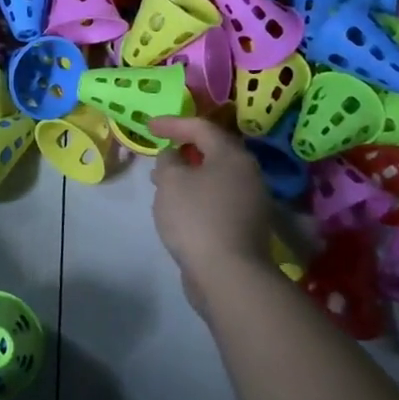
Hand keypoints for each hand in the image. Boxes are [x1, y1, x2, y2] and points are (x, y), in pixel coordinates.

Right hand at [147, 117, 275, 307]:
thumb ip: (168, 161)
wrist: (229, 275)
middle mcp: (248, 174)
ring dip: (189, 175)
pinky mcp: (246, 227)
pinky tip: (179, 208)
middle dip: (183, 149)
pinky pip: (218, 199)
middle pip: (213, 151)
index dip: (172, 124)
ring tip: (163, 182)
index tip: (147, 126)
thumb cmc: (197, 217)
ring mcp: (251, 202)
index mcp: (232, 156)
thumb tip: (174, 157)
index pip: (201, 127)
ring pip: (215, 177)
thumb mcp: (171, 181)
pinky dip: (197, 195)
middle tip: (160, 152)